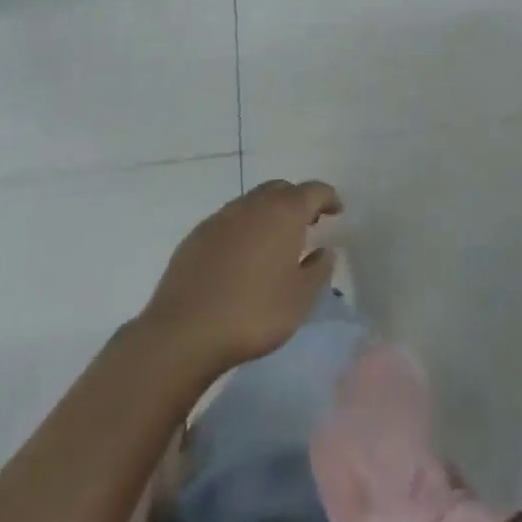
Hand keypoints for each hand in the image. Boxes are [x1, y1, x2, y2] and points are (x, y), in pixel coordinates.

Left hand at [140, 179, 341, 373]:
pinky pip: (229, 220)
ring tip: (274, 243)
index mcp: (284, 213)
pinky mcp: (197, 234)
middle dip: (297, 201)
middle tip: (307, 225)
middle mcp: (253, 205)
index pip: (314, 190)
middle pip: (281, 189)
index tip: (337, 212)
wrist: (184, 332)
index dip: (328, 198)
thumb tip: (324, 251)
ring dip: (268, 214)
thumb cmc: (253, 313)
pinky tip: (242, 258)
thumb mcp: (300, 299)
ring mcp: (221, 217)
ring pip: (253, 202)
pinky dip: (243, 229)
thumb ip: (318, 270)